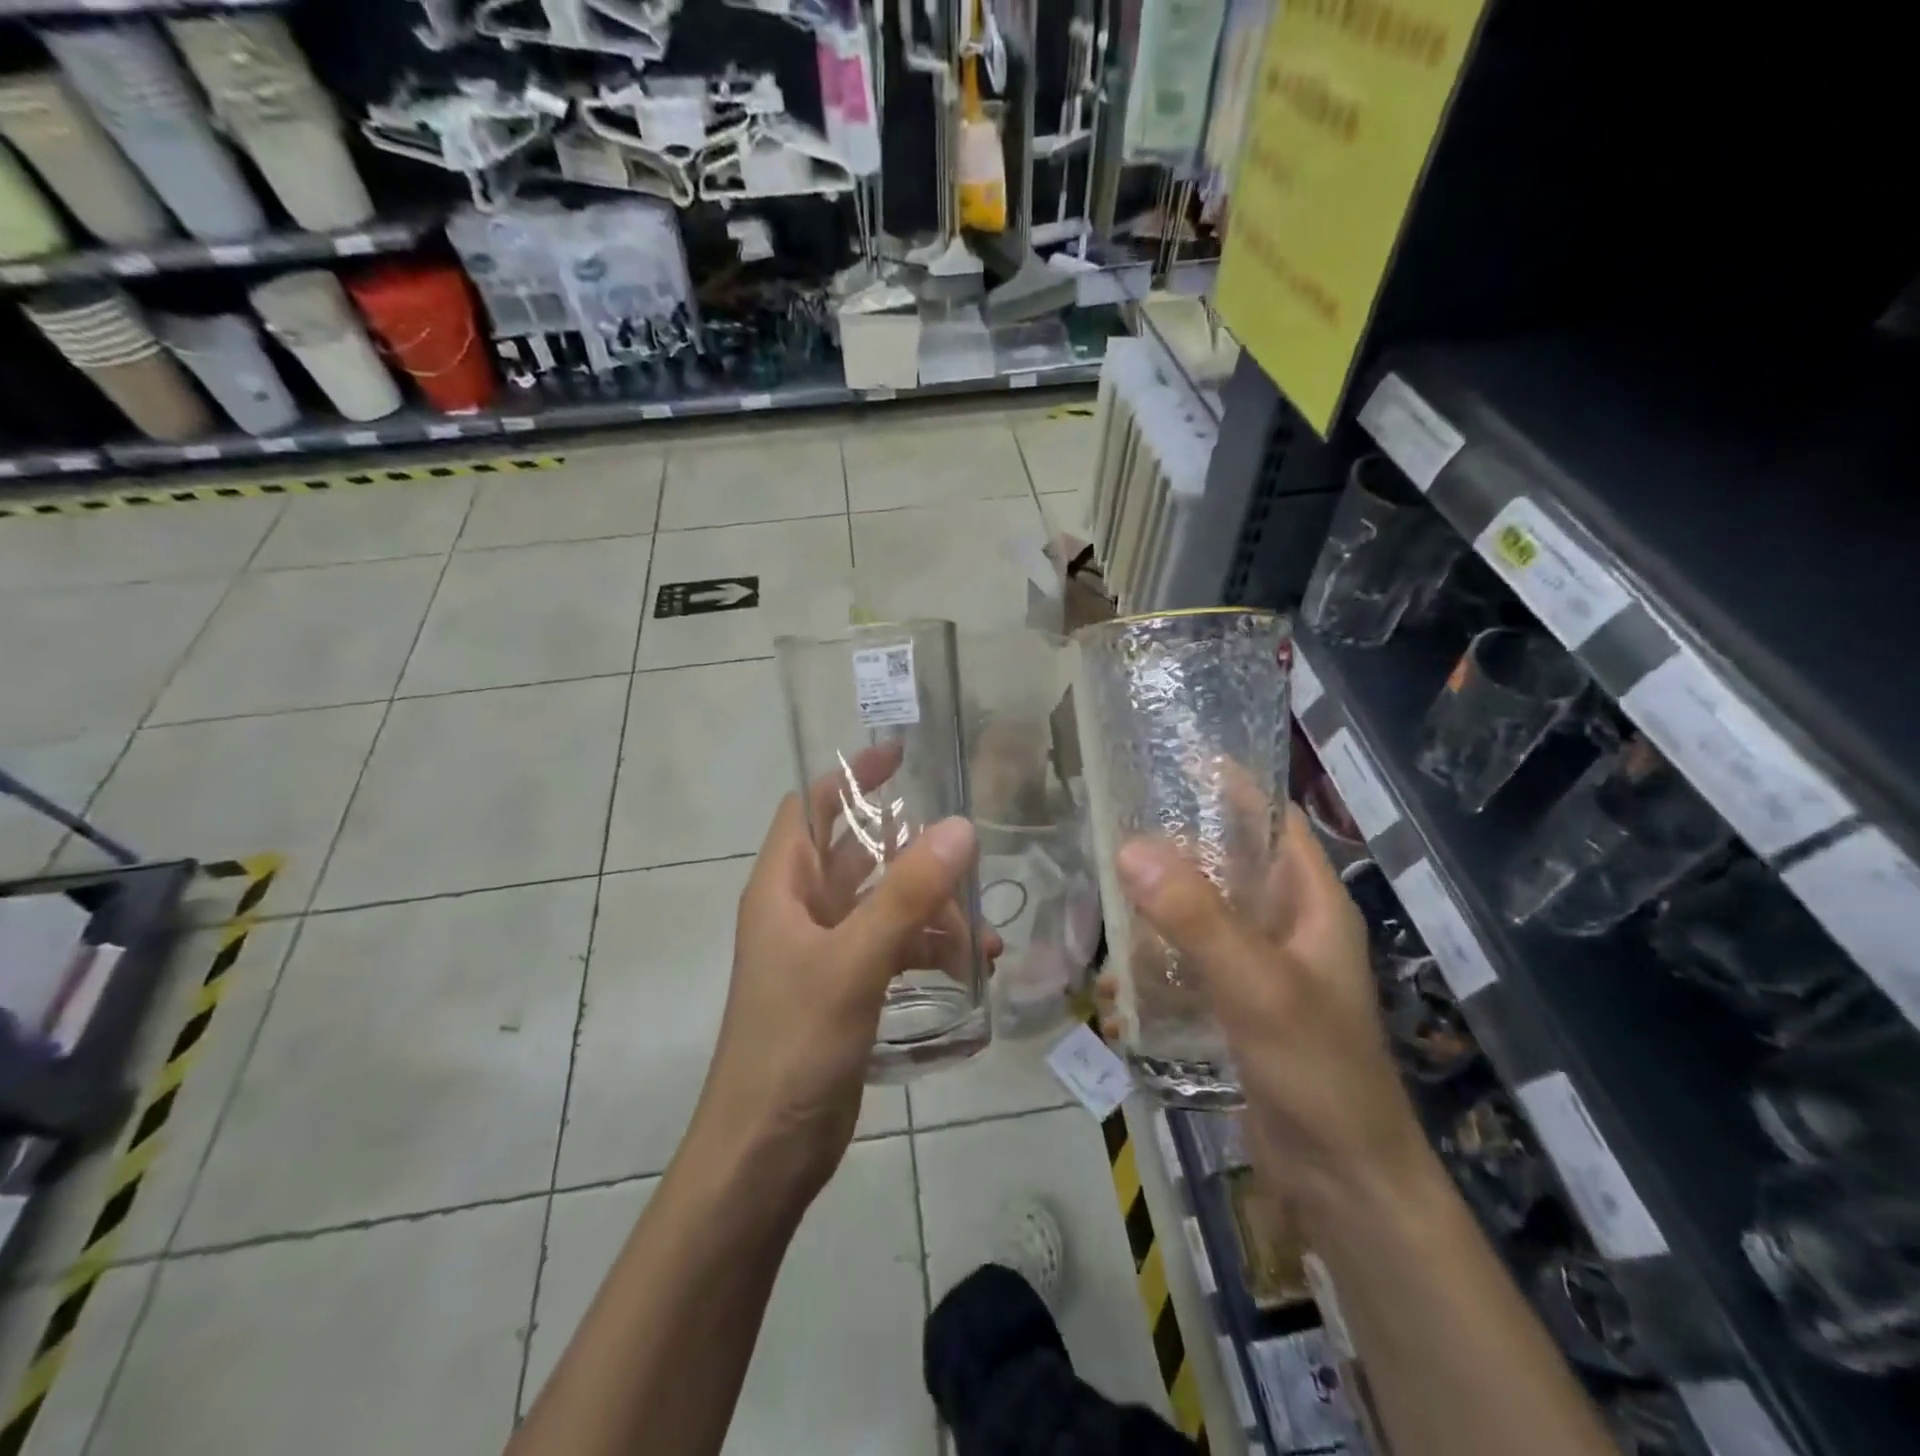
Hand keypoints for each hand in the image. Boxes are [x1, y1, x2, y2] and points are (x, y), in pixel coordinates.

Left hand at [691, 743, 988, 1201]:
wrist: (765, 1153)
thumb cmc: (794, 1045)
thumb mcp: (853, 962)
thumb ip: (908, 895)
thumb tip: (960, 826)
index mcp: (784, 887)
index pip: (811, 806)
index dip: (851, 775)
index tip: (902, 755)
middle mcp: (802, 910)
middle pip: (860, 856)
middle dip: (912, 851)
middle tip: (968, 848)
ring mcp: (826, 952)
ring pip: (885, 905)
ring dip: (931, 909)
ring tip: (982, 929)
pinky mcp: (848, 989)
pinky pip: (894, 949)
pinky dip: (930, 950)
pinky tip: (973, 966)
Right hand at [1106, 806, 1425, 1209]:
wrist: (1342, 1180)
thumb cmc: (1316, 1068)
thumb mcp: (1255, 983)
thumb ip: (1194, 915)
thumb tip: (1129, 846)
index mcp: (1312, 901)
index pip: (1272, 819)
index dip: (1231, 786)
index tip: (1173, 761)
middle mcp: (1289, 923)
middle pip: (1230, 862)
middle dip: (1177, 848)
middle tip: (1115, 829)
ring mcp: (1263, 965)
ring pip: (1204, 912)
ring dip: (1159, 909)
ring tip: (1105, 900)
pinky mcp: (1240, 1003)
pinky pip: (1193, 962)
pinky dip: (1159, 961)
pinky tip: (1120, 983)